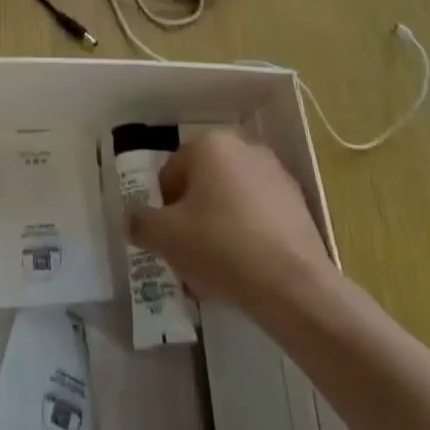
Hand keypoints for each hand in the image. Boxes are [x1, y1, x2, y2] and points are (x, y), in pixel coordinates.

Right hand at [126, 128, 338, 315]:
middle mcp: (243, 147)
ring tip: (218, 268)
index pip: (171, 173)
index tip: (168, 241)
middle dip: (193, 216)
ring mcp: (275, 173)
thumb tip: (130, 218)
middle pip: (203, 184)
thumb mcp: (166, 238)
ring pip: (232, 199)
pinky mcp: (298, 203)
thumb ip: (141, 223)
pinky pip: (260, 214)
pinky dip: (249, 234)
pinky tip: (247, 269)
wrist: (293, 285)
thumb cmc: (221, 247)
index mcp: (209, 144)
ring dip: (220, 225)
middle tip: (189, 254)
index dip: (164, 209)